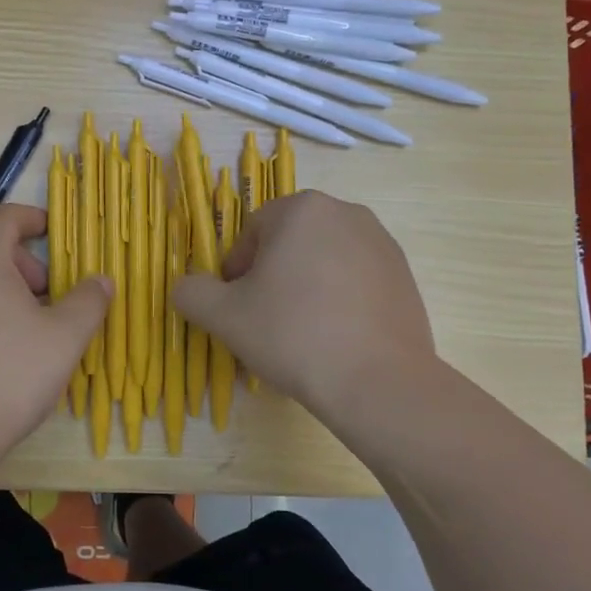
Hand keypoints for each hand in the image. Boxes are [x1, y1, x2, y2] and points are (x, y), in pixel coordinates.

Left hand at [0, 205, 110, 455]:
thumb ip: (89, 301)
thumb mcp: (64, 337)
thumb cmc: (6, 374)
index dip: (35, 219)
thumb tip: (101, 280)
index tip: (57, 236)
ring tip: (26, 324)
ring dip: (0, 283)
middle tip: (48, 293)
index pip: (7, 216)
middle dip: (22, 259)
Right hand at [173, 191, 437, 429]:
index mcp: (301, 208)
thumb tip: (186, 287)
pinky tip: (334, 338)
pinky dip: (339, 300)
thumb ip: (192, 292)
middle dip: (272, 277)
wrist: (378, 382)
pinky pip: (356, 279)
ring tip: (300, 333)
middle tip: (265, 321)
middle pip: (289, 243)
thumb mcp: (224, 316)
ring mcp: (381, 243)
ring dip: (304, 287)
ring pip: (323, 260)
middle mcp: (346, 212)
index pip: (252, 232)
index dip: (237, 271)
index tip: (238, 308)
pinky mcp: (405, 275)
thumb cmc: (293, 335)